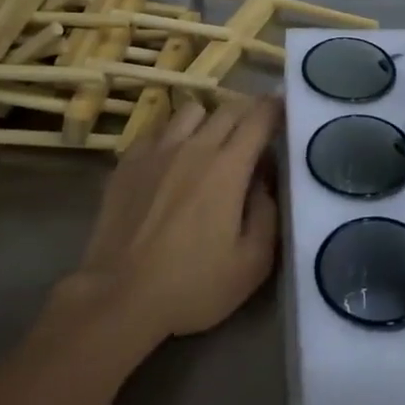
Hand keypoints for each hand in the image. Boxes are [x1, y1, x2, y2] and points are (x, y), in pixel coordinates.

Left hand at [65, 96, 281, 347]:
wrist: (118, 296)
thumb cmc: (192, 285)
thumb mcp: (252, 263)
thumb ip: (268, 213)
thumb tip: (265, 179)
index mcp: (229, 166)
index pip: (260, 117)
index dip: (277, 108)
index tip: (286, 111)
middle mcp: (195, 146)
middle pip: (229, 108)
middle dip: (248, 112)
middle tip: (255, 131)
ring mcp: (158, 149)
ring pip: (192, 111)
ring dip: (209, 120)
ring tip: (211, 142)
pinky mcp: (128, 161)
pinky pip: (158, 129)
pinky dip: (173, 135)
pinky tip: (172, 158)